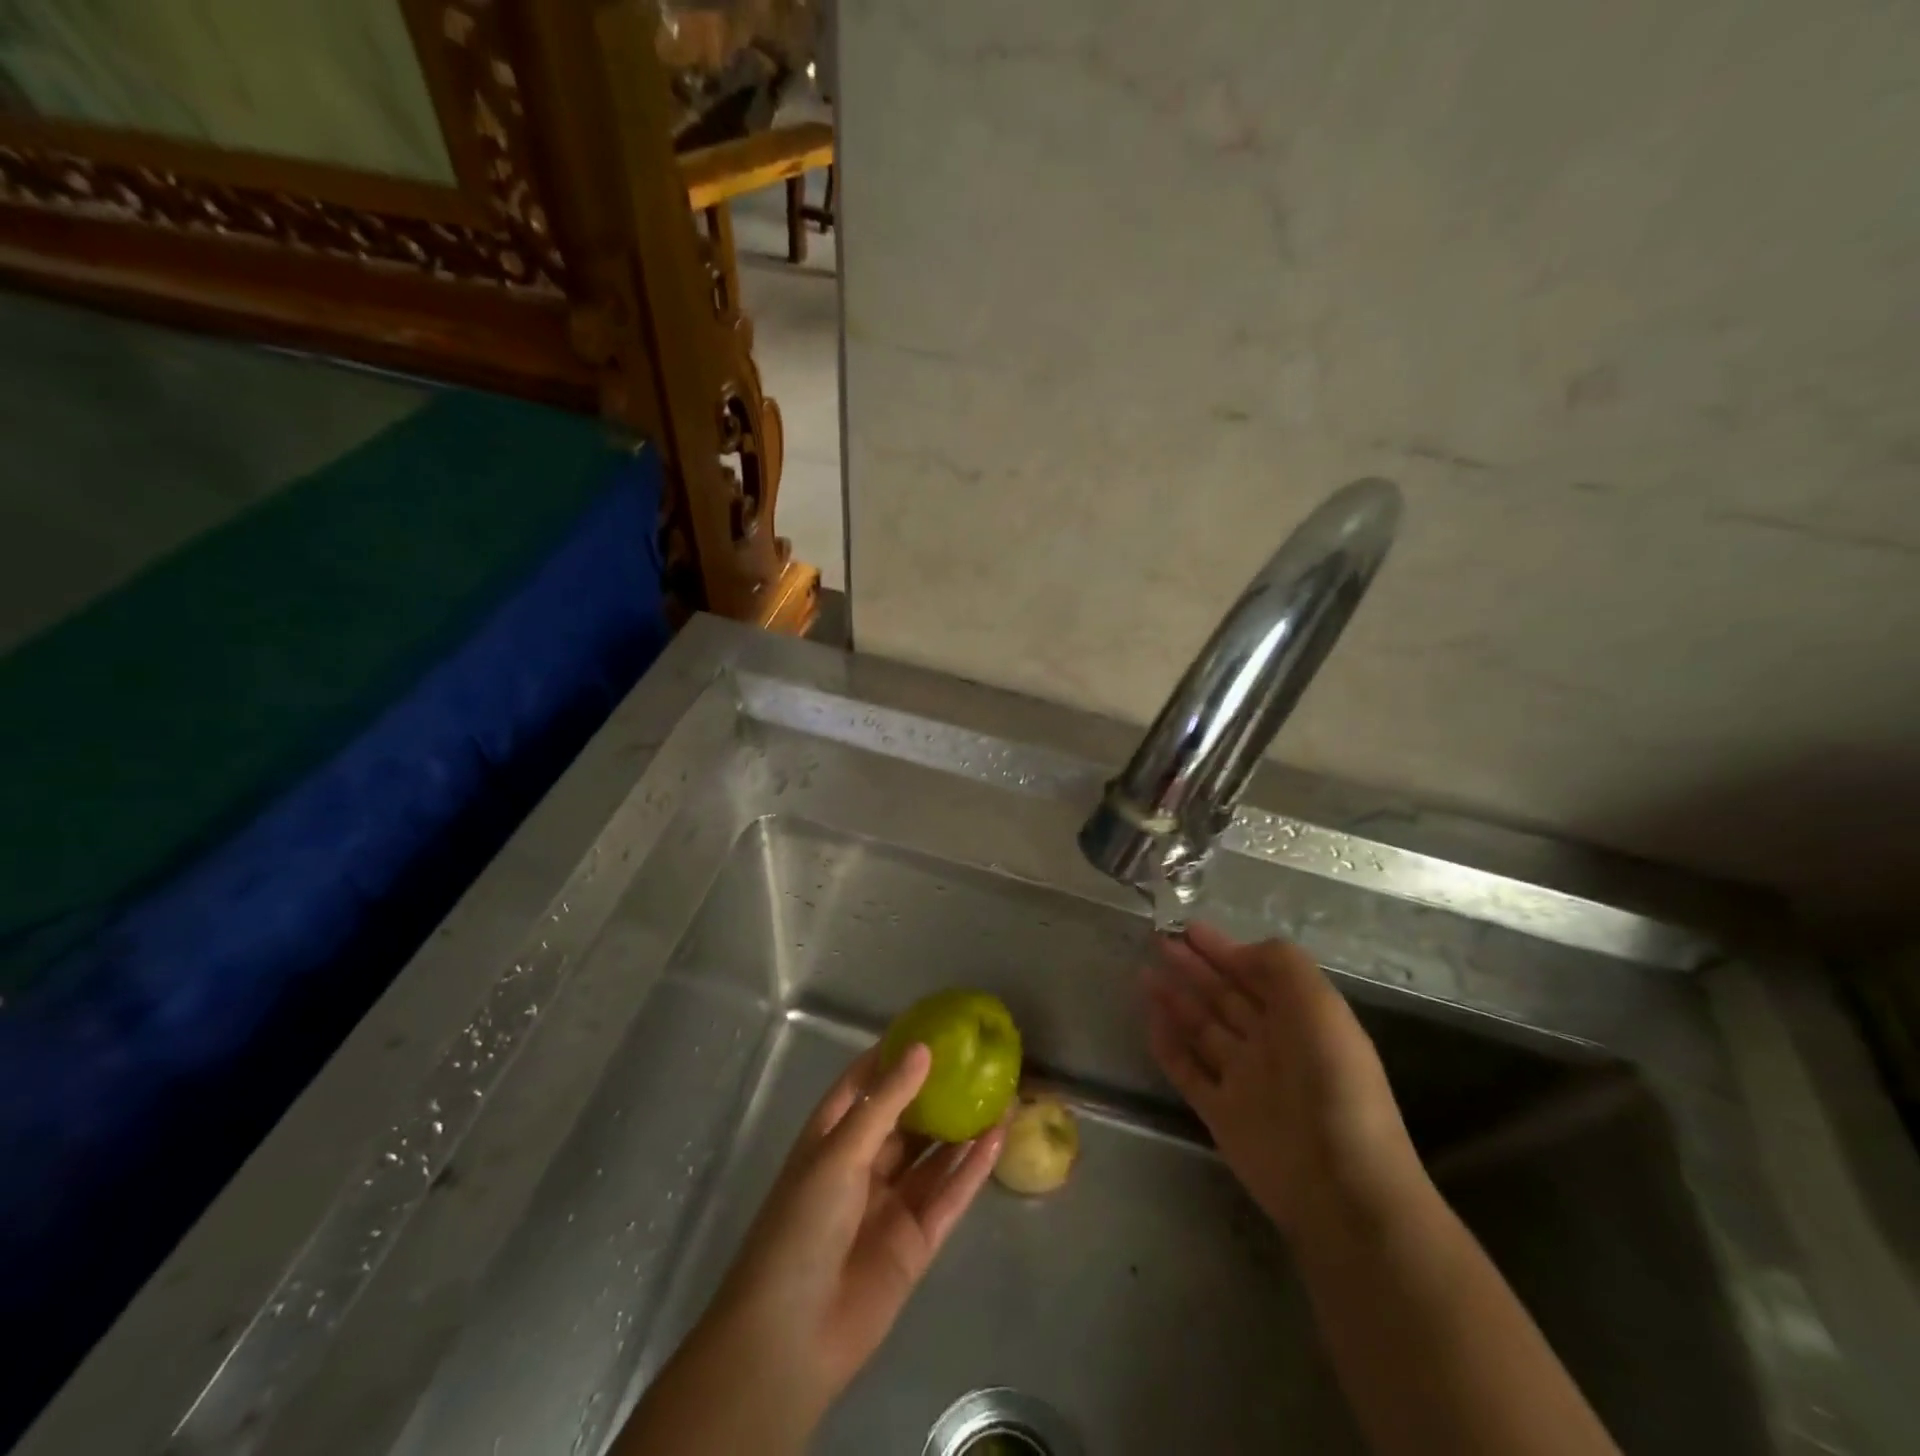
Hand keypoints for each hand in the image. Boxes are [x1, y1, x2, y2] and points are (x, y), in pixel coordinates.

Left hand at [618, 1042, 1004, 1454]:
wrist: (792, 1337)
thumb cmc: (801, 1226)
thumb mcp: (839, 1153)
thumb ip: (886, 1103)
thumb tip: (922, 1049)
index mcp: (833, 1137)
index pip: (865, 1084)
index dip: (894, 1055)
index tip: (930, 1027)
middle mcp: (864, 1164)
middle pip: (907, 1117)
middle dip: (938, 1089)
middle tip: (977, 1058)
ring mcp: (892, 1202)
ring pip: (934, 1154)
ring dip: (964, 1126)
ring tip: (1001, 1090)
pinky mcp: (917, 1240)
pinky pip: (950, 1194)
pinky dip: (973, 1167)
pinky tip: (999, 1136)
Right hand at [1143, 923, 1426, 1241]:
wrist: (1340, 1185)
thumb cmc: (1333, 1083)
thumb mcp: (1319, 1005)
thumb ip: (1281, 964)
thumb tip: (1239, 953)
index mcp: (1300, 1019)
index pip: (1256, 973)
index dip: (1224, 949)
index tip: (1188, 927)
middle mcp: (1271, 1045)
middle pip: (1224, 997)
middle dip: (1194, 968)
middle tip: (1159, 942)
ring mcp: (1244, 1080)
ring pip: (1202, 1029)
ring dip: (1175, 1000)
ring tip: (1144, 973)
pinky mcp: (1220, 1114)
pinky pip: (1187, 1070)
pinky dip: (1168, 1046)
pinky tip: (1149, 1020)